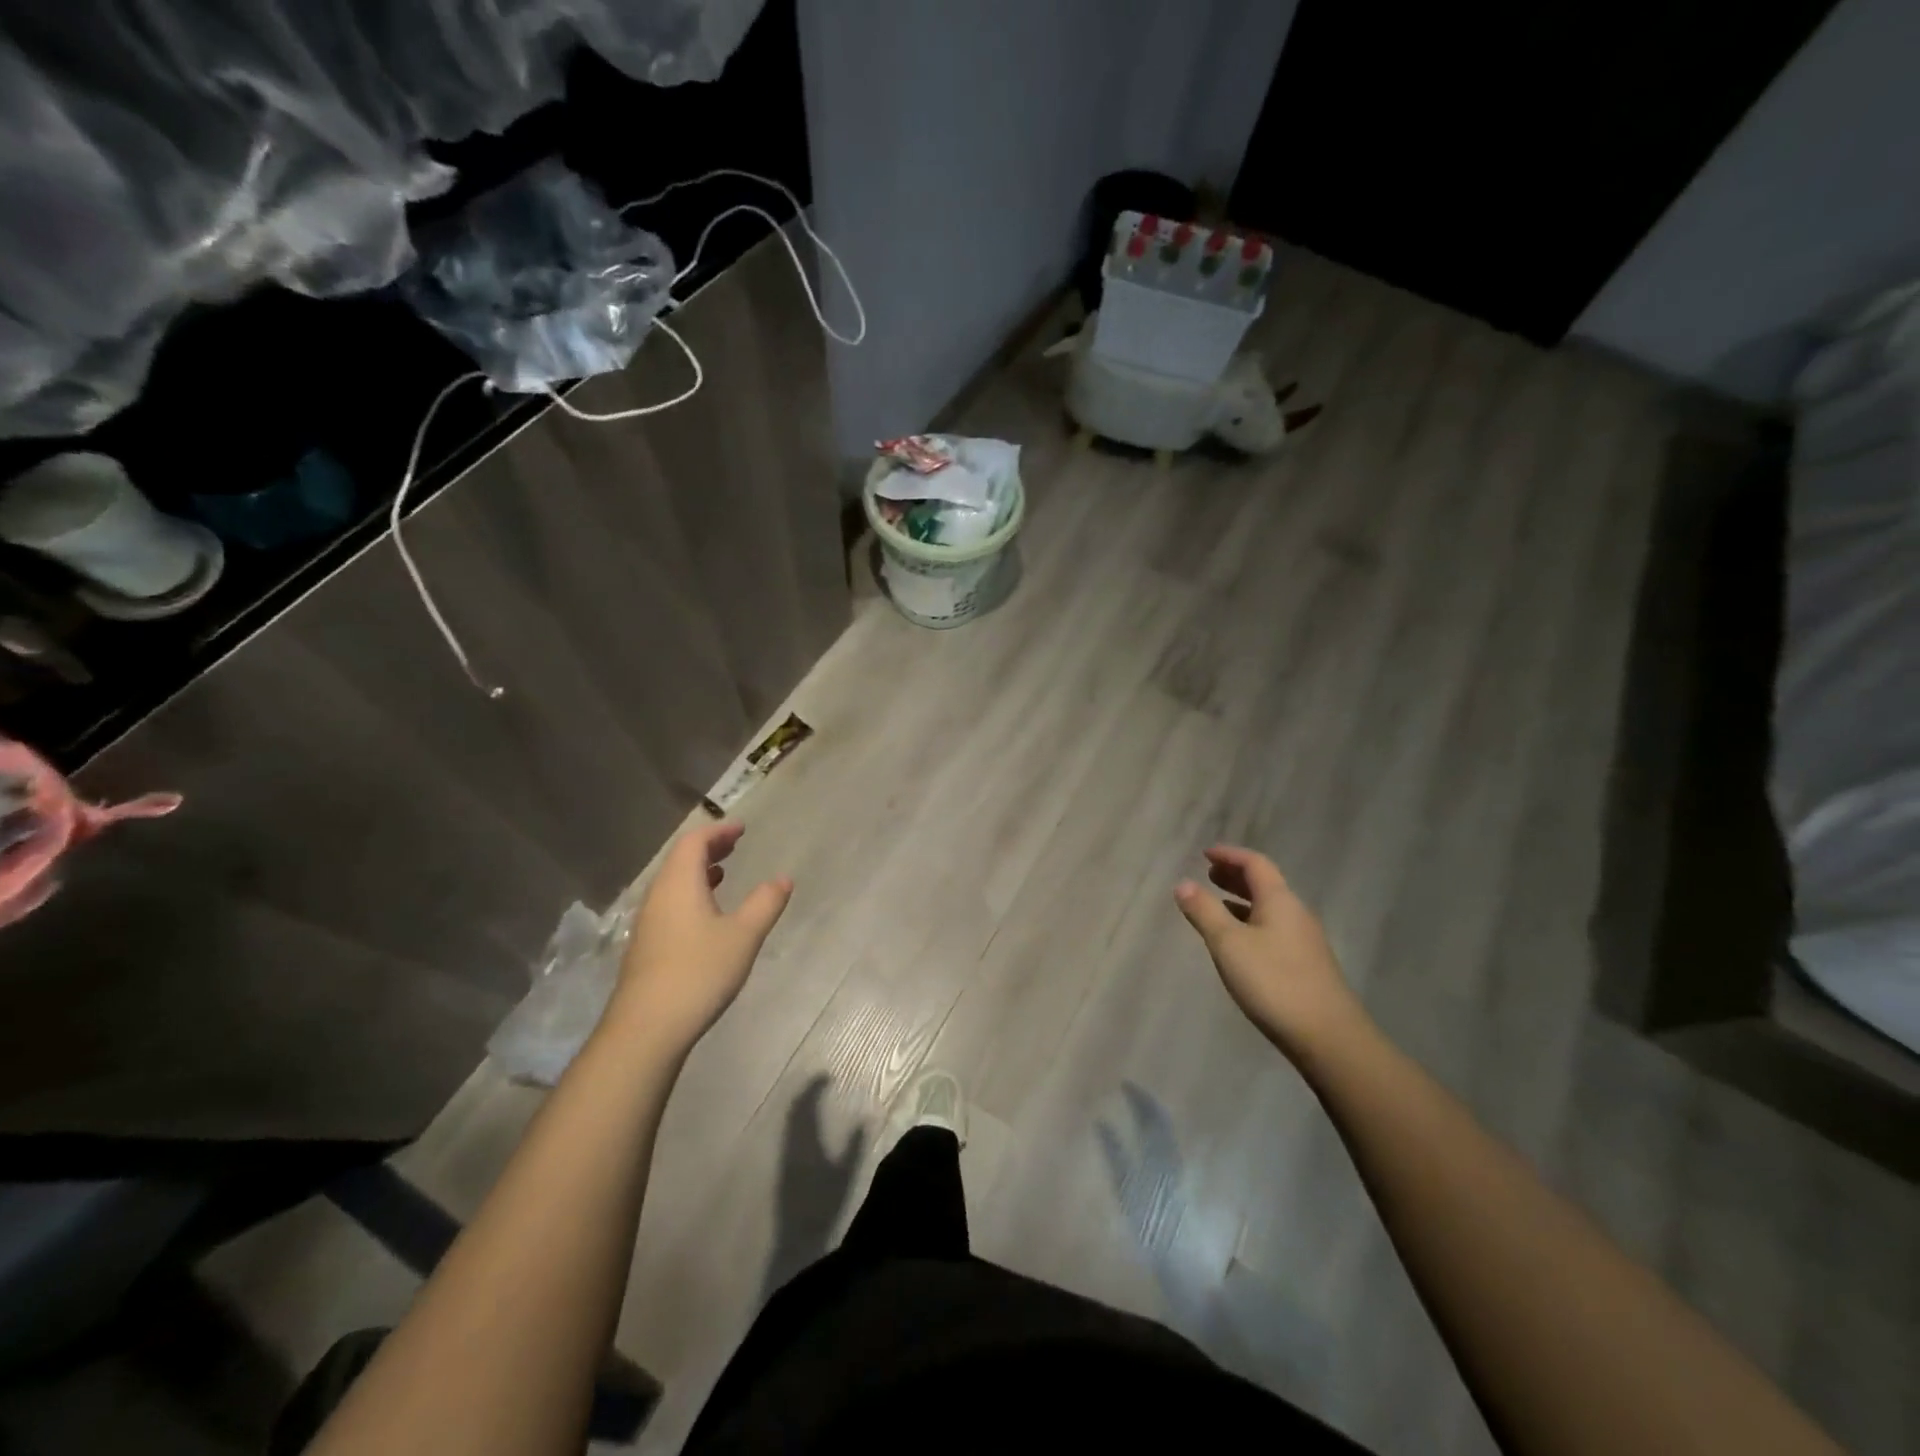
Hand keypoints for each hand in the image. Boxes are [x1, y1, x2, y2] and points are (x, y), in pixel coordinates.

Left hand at [606, 822, 791, 1060]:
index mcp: (679, 884)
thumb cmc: (698, 972)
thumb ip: (765, 903)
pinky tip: (707, 915)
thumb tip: (783, 878)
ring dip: (699, 871)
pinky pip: (670, 903)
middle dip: (709, 847)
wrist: (646, 1029)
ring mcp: (648, 922)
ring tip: (724, 873)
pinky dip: (691, 894)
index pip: (694, 842)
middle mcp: (658, 896)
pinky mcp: (646, 946)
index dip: (718, 831)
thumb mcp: (743, 936)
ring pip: (673, 883)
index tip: (742, 828)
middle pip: (680, 859)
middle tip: (735, 844)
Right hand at [1175, 845, 1366, 1061]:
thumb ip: (1204, 911)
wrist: (1328, 1037)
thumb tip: (1183, 883)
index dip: (1230, 855)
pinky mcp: (1306, 964)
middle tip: (1209, 874)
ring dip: (1243, 900)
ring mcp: (1304, 940)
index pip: (1255, 863)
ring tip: (1218, 904)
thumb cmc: (1273, 982)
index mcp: (1280, 900)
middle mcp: (1296, 913)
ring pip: (1270, 908)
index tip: (1205, 854)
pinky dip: (1252, 922)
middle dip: (1236, 876)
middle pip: (1265, 883)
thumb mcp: (1229, 944)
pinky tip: (1240, 942)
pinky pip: (1274, 928)